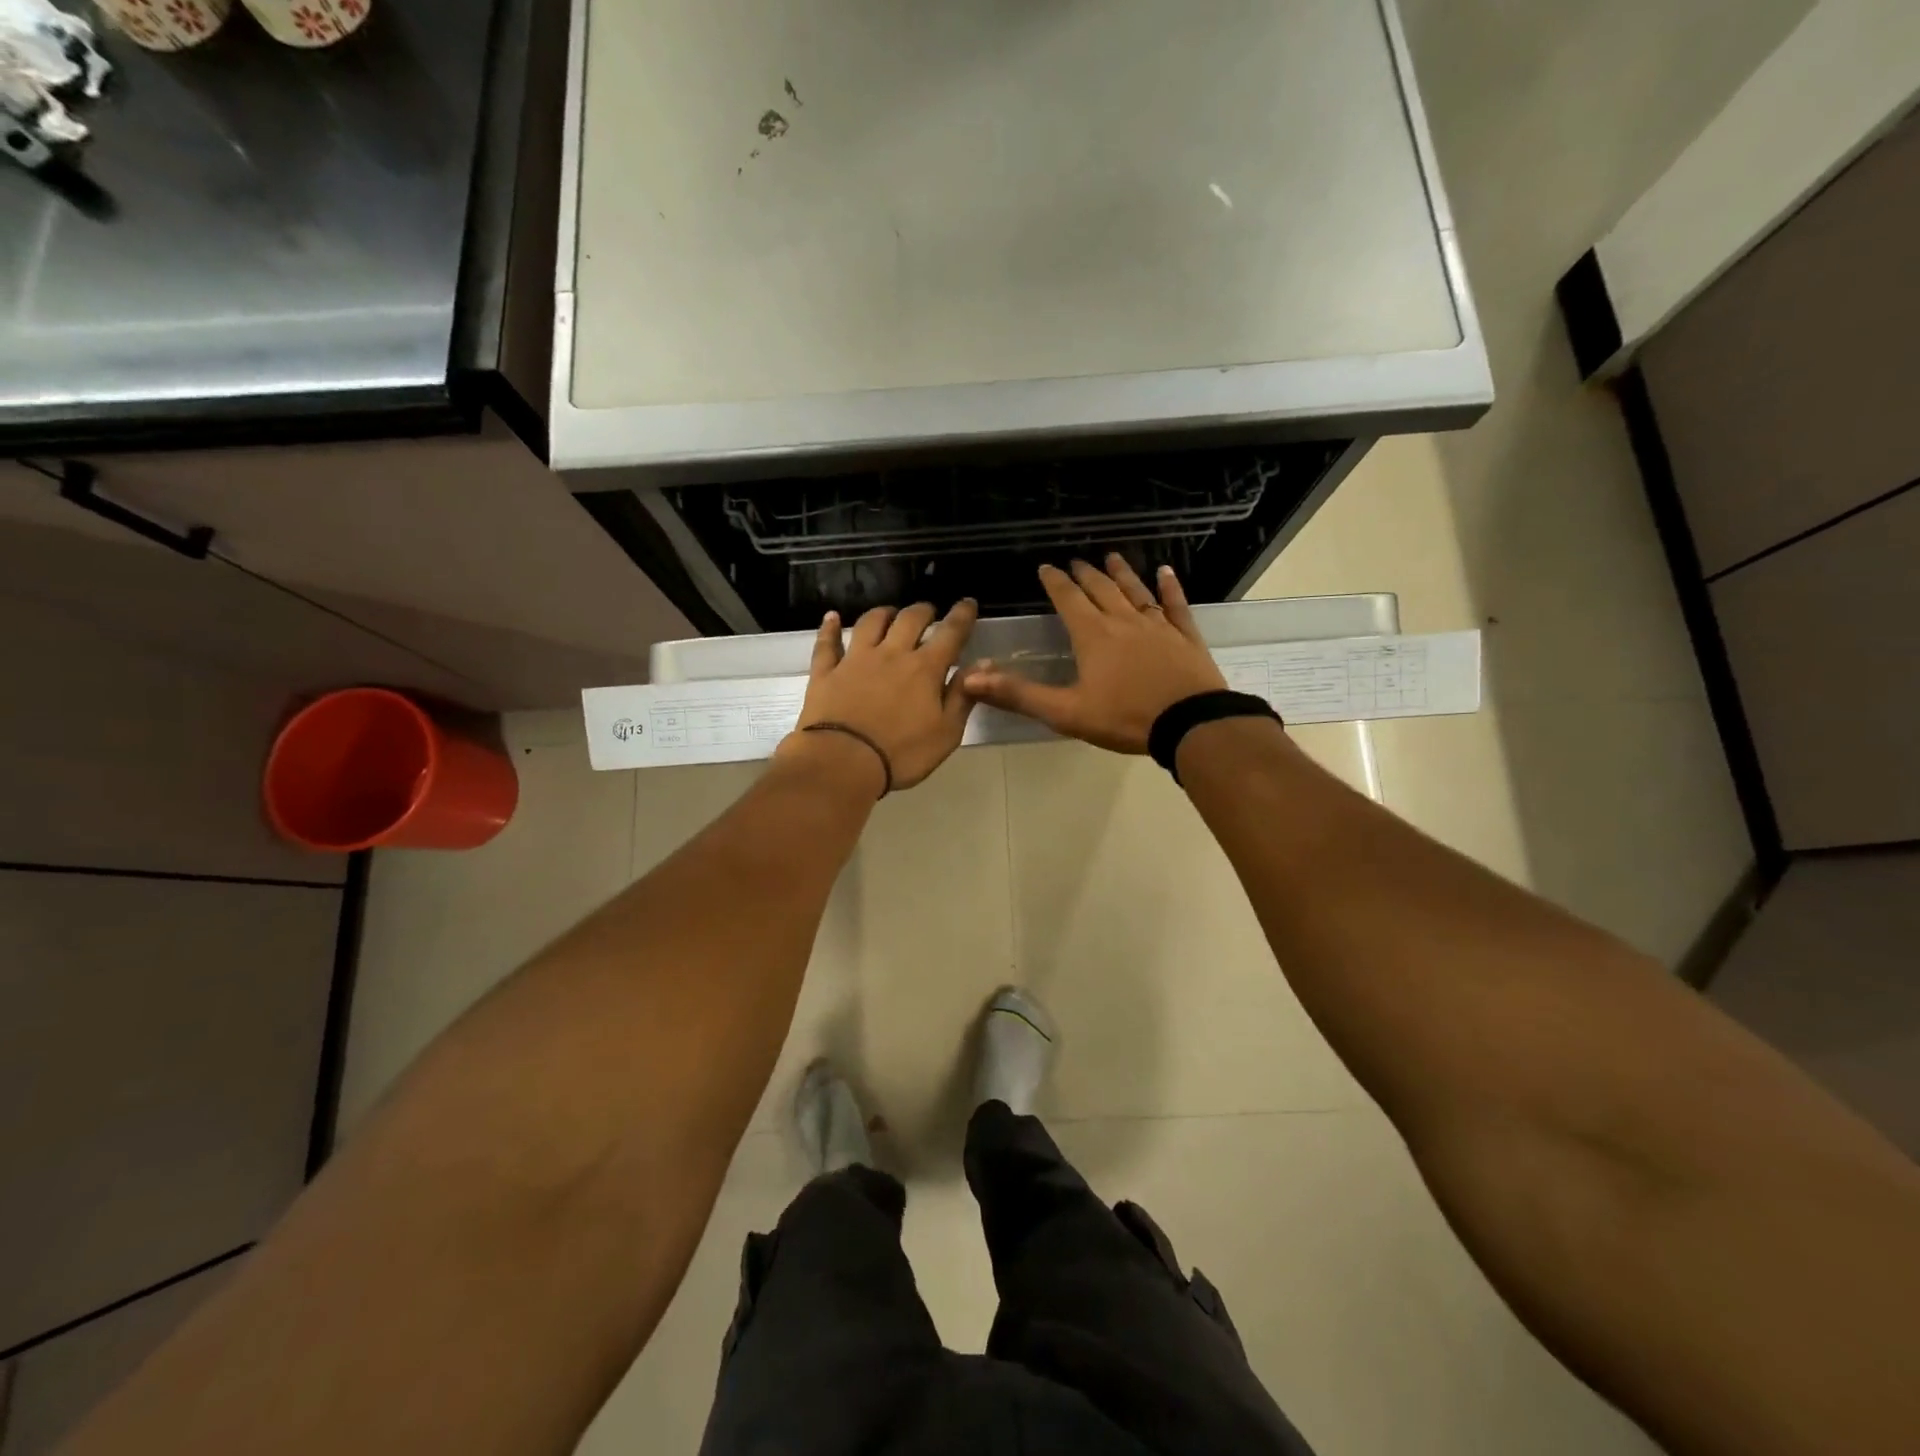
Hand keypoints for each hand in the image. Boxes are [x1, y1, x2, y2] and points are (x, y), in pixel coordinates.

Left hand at [781, 599, 979, 792]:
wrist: (842, 762)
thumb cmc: (901, 754)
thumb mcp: (946, 733)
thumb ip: (963, 697)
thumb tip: (981, 665)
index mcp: (925, 669)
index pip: (950, 634)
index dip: (962, 616)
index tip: (968, 603)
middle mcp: (891, 654)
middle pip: (909, 619)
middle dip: (923, 611)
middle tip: (929, 611)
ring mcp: (855, 660)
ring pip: (870, 623)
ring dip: (883, 613)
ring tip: (890, 613)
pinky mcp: (826, 672)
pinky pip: (827, 643)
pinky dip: (830, 628)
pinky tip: (831, 617)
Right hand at [963, 557, 1225, 753]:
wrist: (1189, 724)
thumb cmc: (1125, 718)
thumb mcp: (1065, 712)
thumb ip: (1019, 694)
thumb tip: (971, 680)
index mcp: (1093, 636)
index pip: (1068, 600)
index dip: (1055, 582)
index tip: (1045, 568)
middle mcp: (1124, 621)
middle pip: (1101, 589)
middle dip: (1085, 574)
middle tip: (1076, 562)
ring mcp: (1158, 626)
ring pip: (1136, 591)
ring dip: (1121, 573)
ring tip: (1111, 557)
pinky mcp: (1185, 637)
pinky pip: (1176, 605)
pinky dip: (1170, 587)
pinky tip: (1166, 572)